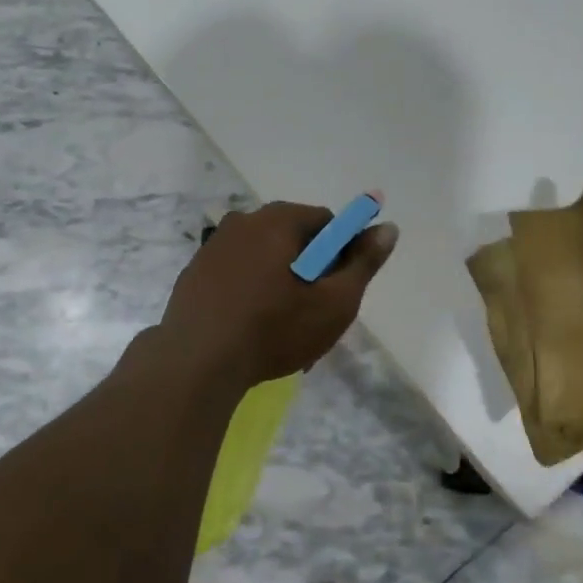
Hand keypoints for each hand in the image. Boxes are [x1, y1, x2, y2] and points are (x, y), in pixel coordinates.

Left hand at [158, 202, 398, 389]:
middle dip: (308, 270)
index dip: (340, 254)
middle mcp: (243, 221)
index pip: (326, 222)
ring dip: (279, 283)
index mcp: (278, 220)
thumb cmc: (273, 329)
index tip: (336, 290)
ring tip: (281, 329)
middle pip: (293, 238)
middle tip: (312, 314)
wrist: (195, 362)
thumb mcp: (334, 302)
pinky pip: (236, 274)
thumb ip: (363, 263)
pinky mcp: (194, 273)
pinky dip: (249, 292)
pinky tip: (249, 329)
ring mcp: (213, 246)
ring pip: (263, 258)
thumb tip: (387, 228)